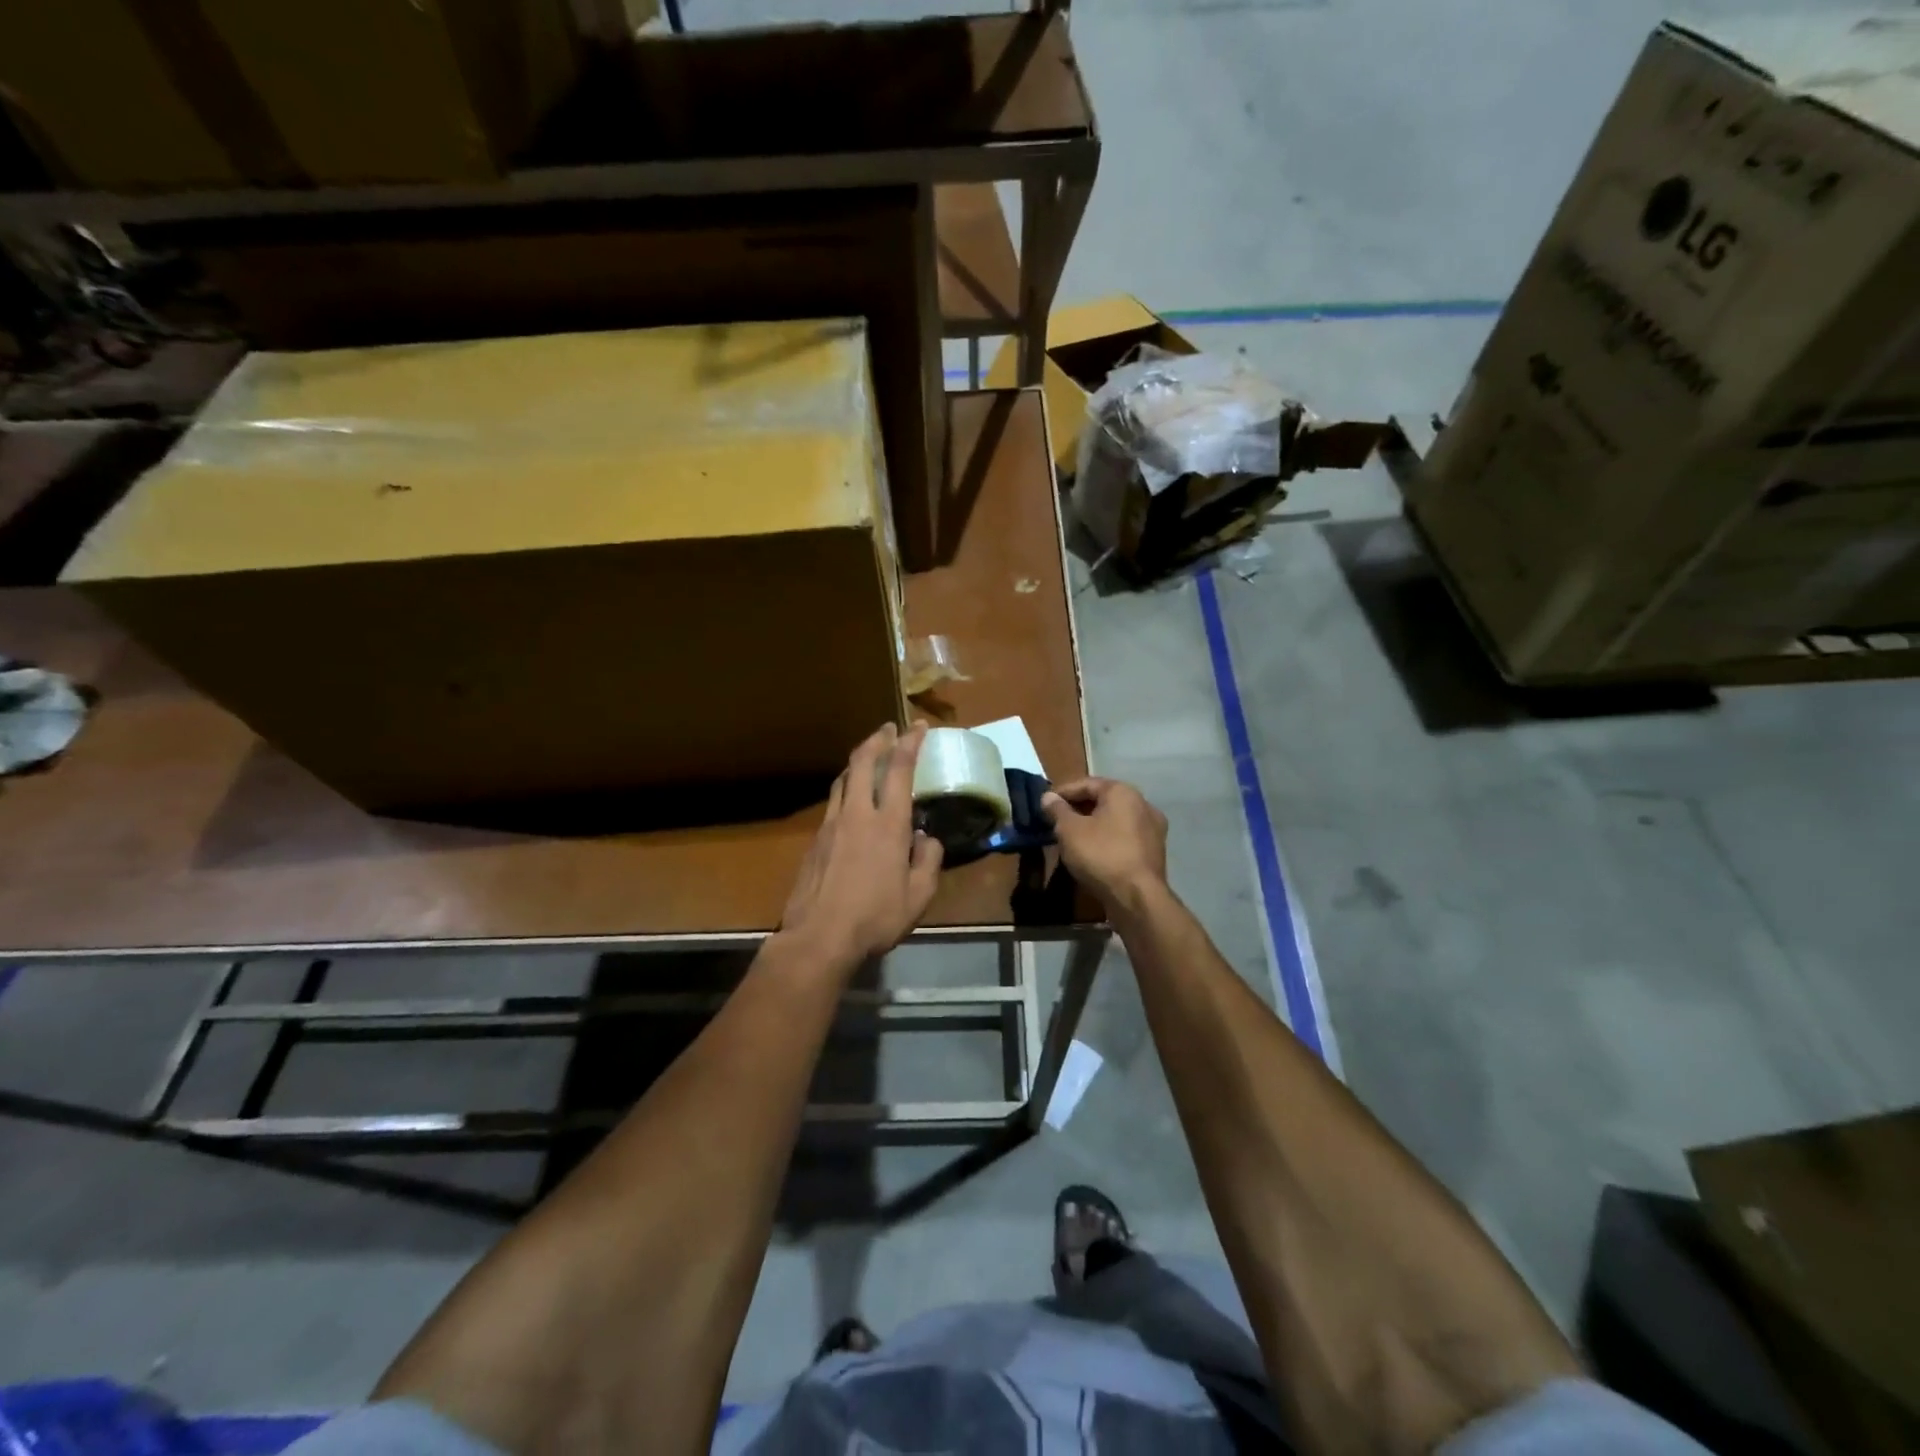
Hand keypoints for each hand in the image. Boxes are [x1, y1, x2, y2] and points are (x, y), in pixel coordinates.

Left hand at [778, 723, 944, 967]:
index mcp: (889, 825)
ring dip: (858, 761)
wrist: (818, 937)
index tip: (918, 726)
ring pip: (843, 778)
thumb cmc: (875, 918)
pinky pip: (833, 802)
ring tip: (869, 758)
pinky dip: (847, 788)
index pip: (900, 770)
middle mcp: (858, 814)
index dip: (910, 743)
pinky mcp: (815, 840)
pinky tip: (852, 800)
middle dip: (877, 739)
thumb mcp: (919, 897)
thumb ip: (928, 862)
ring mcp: (831, 825)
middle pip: (862, 762)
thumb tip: (926, 840)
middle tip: (888, 729)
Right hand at [1042, 777, 1168, 908]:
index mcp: (1123, 792)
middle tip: (1055, 821)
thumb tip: (1048, 797)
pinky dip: (1106, 840)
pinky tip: (1091, 853)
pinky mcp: (1153, 852)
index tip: (1044, 804)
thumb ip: (1057, 810)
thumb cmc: (1101, 854)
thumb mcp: (1069, 830)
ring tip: (1070, 838)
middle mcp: (1143, 804)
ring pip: (1114, 820)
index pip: (1086, 783)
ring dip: (1092, 825)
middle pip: (1102, 800)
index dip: (1062, 792)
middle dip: (1077, 809)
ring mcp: (1152, 829)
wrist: (1137, 897)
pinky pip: (1123, 838)